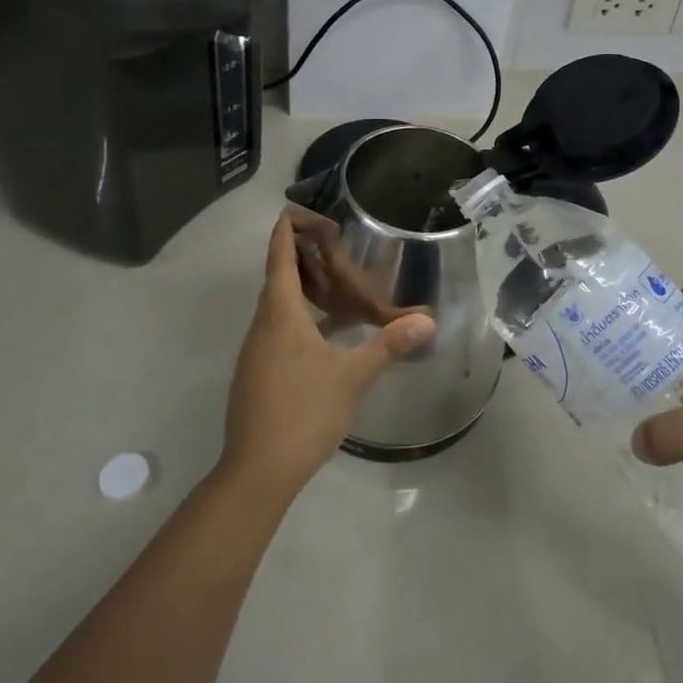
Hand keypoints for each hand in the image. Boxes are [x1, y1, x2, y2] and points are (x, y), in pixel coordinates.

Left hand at [221, 213, 436, 494]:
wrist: (258, 470)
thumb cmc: (304, 411)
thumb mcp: (353, 376)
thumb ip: (388, 344)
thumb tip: (427, 319)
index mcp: (280, 315)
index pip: (279, 257)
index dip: (287, 231)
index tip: (300, 211)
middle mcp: (262, 326)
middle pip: (277, 279)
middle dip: (301, 259)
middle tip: (334, 249)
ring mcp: (256, 352)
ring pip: (278, 308)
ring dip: (303, 292)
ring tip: (338, 289)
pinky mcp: (257, 375)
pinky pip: (278, 331)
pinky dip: (301, 320)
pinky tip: (328, 337)